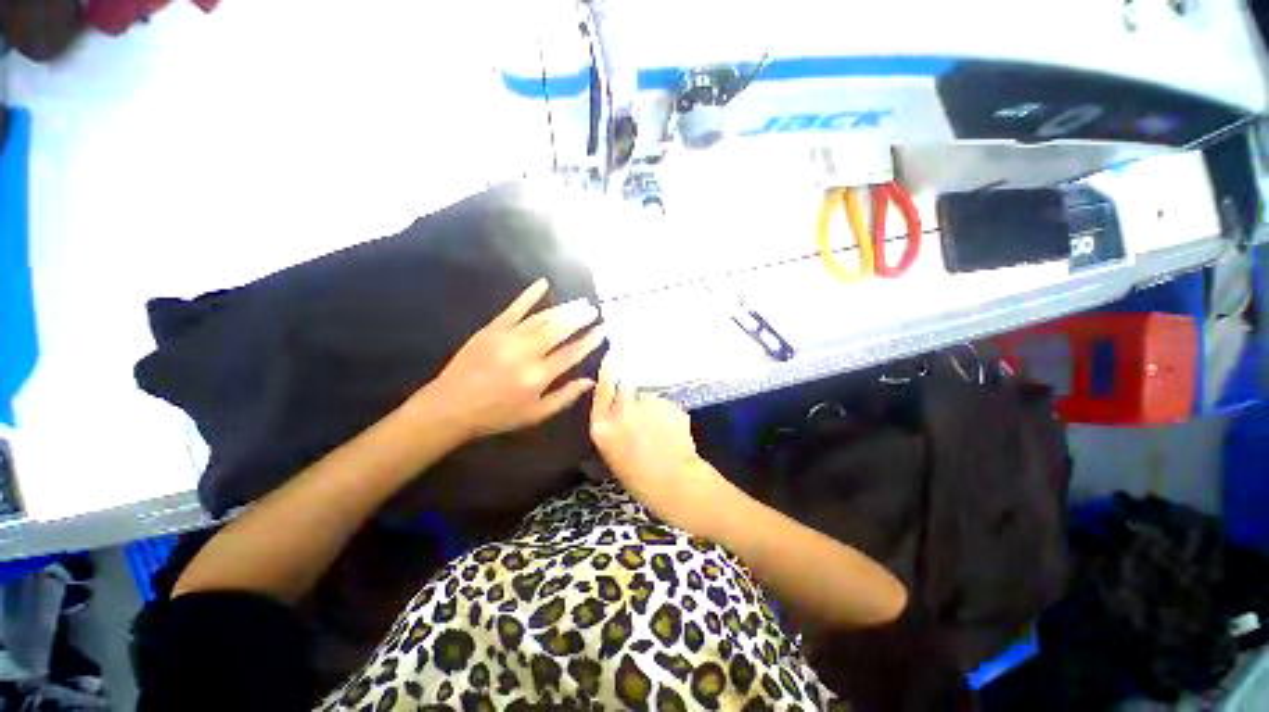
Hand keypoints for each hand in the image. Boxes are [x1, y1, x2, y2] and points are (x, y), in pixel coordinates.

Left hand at [416, 279, 603, 439]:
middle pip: (559, 330)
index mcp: (538, 376)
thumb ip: (564, 397)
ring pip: (542, 318)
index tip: (602, 330)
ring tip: (579, 302)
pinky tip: (543, 283)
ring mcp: (508, 338)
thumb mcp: (535, 414)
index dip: (589, 341)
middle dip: (579, 318)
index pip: (571, 353)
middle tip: (594, 309)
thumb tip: (590, 381)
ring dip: (563, 309)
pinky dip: (529, 295)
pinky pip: (514, 308)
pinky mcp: (492, 329)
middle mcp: (526, 353)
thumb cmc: (497, 415)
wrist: (451, 406)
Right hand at [589, 358, 731, 532]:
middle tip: (641, 415)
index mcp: (603, 427)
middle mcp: (622, 410)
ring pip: (647, 396)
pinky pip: (664, 404)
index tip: (611, 358)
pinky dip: (666, 413)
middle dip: (631, 395)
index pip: (602, 389)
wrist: (676, 485)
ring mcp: (648, 405)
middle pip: (626, 388)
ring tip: (658, 429)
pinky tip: (670, 430)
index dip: (607, 373)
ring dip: (651, 406)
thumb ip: (610, 426)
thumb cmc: (640, 479)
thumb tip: (614, 405)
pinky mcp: (669, 405)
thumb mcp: (612, 455)